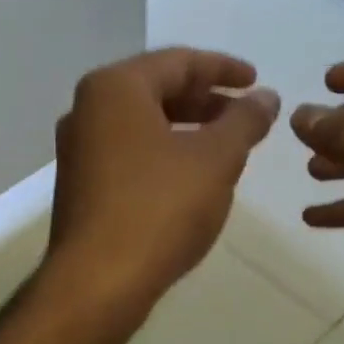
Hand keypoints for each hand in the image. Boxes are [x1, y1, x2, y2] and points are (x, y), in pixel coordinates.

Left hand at [46, 48, 279, 326]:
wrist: (98, 282)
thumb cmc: (159, 208)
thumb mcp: (215, 159)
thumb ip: (244, 121)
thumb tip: (265, 97)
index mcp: (115, 88)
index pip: (178, 61)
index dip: (224, 69)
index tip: (257, 82)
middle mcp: (87, 110)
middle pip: (156, 89)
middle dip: (205, 99)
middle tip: (244, 115)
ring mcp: (78, 150)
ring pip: (142, 124)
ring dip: (186, 128)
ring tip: (225, 146)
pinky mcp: (81, 186)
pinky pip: (129, 152)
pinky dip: (164, 152)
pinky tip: (191, 177)